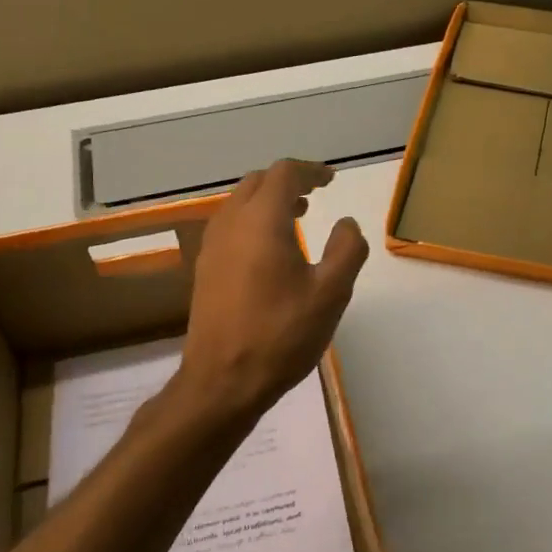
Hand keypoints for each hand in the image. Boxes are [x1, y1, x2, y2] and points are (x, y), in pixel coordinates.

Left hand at [177, 160, 368, 417]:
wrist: (223, 380)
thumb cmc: (281, 334)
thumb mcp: (331, 293)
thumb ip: (346, 249)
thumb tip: (346, 224)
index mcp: (262, 221)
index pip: (285, 174)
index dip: (311, 171)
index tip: (330, 180)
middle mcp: (231, 223)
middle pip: (258, 183)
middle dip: (288, 182)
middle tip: (315, 194)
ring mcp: (212, 247)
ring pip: (240, 204)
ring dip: (268, 201)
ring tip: (296, 217)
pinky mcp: (205, 269)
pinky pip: (230, 227)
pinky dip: (253, 222)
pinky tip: (270, 251)